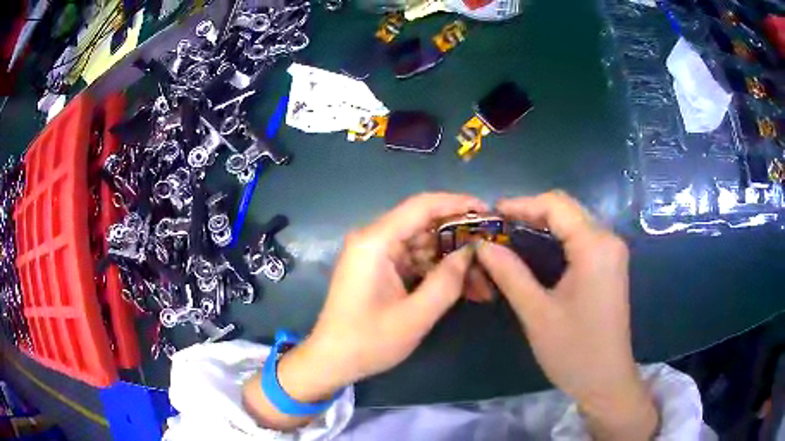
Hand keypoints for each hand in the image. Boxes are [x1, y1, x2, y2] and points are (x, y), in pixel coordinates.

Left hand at [243, 193, 485, 428]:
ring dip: (452, 260)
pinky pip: (415, 261)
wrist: (332, 360)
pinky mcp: (380, 269)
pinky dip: (438, 272)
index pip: (422, 206)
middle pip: (425, 225)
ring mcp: (376, 255)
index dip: (457, 203)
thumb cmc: (368, 342)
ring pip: (423, 245)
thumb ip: (447, 281)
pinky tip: (464, 287)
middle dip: (460, 238)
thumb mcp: (415, 316)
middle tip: (492, 251)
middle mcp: (374, 240)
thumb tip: (470, 253)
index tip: (488, 211)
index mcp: (375, 242)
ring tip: (485, 278)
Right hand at [476, 191, 657, 439]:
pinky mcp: (610, 265)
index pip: (556, 205)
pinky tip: (536, 249)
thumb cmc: (573, 351)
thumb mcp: (536, 313)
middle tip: (498, 227)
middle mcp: (608, 240)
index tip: (491, 214)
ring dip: (543, 223)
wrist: (606, 380)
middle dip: (531, 211)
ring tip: (510, 235)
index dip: (521, 204)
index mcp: (595, 247)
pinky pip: (581, 238)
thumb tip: (482, 245)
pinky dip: (557, 237)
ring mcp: (612, 252)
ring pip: (574, 221)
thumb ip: (509, 273)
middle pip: (567, 209)